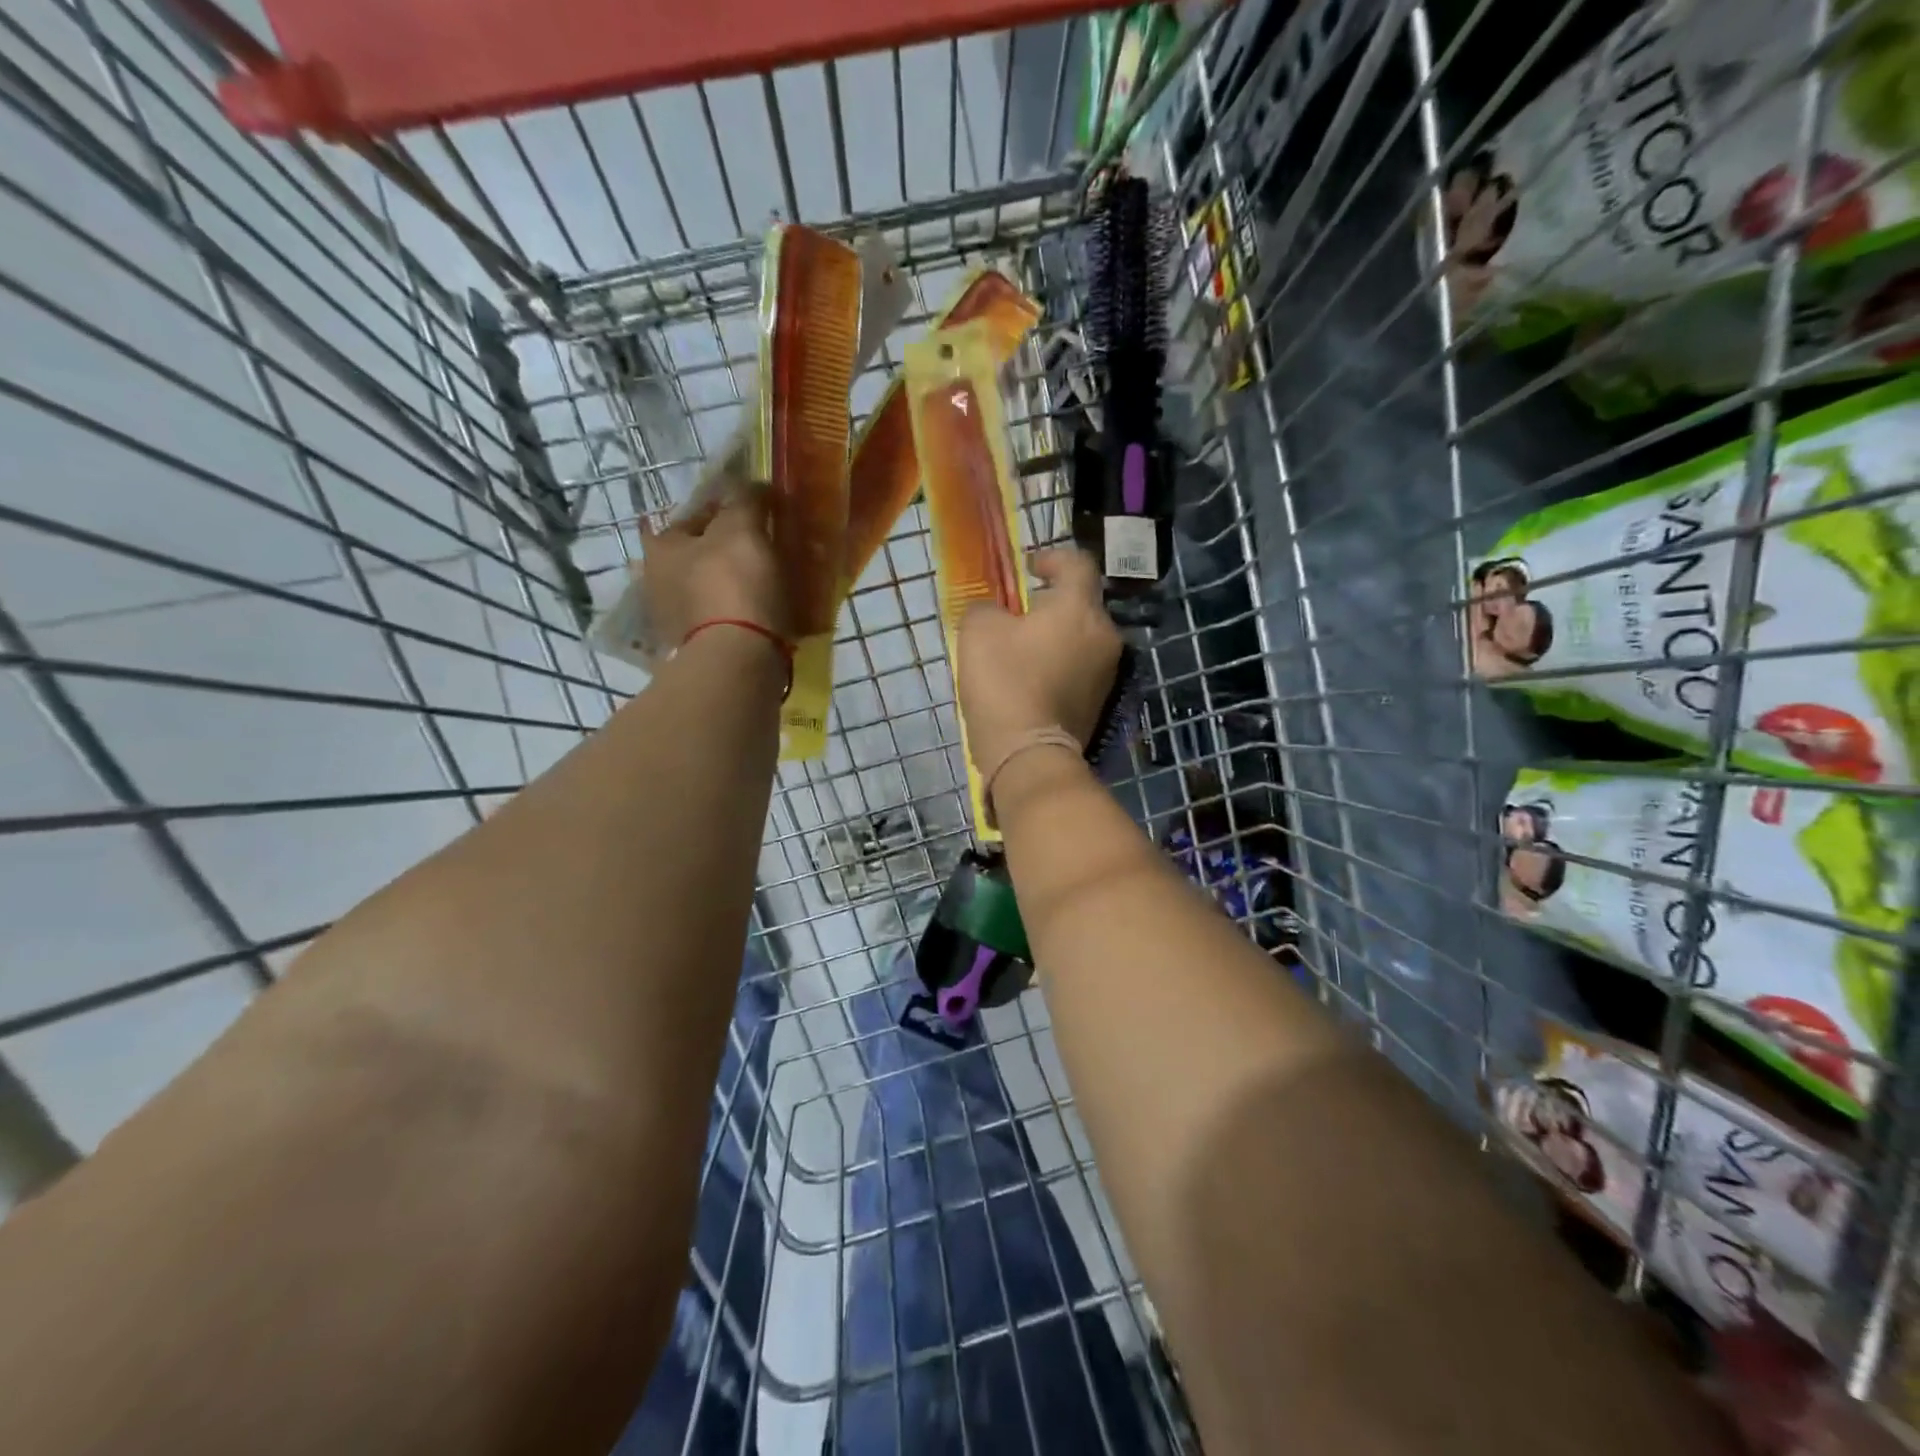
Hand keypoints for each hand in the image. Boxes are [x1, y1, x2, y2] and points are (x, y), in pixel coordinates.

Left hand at [639, 480, 787, 651]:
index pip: (694, 514)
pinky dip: (740, 614)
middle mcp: (657, 580)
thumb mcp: (743, 529)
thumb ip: (746, 500)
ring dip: (735, 584)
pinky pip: (722, 619)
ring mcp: (675, 619)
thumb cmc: (735, 586)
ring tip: (772, 583)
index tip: (760, 514)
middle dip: (728, 550)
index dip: (728, 509)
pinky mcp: (696, 648)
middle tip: (767, 549)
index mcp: (661, 545)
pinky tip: (765, 613)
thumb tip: (755, 484)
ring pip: (711, 588)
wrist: (736, 661)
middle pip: (700, 554)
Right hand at [956, 548, 1122, 772]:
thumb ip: (987, 607)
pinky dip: (1060, 663)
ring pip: (1082, 637)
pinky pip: (1080, 667)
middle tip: (1018, 613)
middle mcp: (1105, 634)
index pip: (1077, 564)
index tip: (1028, 569)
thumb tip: (996, 612)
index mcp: (1079, 608)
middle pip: (1082, 603)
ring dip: (1056, 635)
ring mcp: (1107, 671)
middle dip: (1052, 602)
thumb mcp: (978, 631)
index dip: (1051, 557)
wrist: (1028, 753)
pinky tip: (1032, 677)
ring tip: (1022, 648)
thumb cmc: (1005, 682)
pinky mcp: (1101, 701)